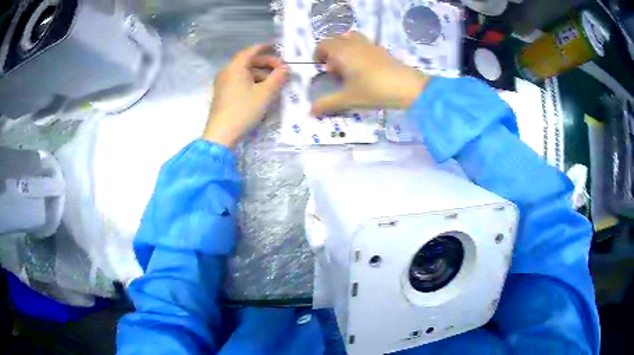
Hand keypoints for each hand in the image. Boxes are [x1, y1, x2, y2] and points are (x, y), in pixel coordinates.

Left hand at [203, 44, 287, 147]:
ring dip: (260, 74)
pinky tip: (262, 91)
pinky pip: (239, 82)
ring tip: (274, 82)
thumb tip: (285, 68)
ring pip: (244, 73)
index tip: (276, 47)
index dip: (264, 48)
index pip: (250, 51)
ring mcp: (223, 84)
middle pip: (248, 62)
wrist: (222, 134)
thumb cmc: (244, 110)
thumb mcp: (265, 93)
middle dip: (265, 63)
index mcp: (235, 67)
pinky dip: (251, 82)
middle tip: (281, 69)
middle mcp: (227, 72)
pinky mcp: (223, 95)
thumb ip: (278, 77)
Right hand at [311, 31, 428, 115]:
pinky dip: (359, 52)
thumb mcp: (348, 99)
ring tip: (349, 67)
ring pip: (352, 39)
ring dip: (345, 49)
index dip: (318, 54)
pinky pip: (365, 45)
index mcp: (342, 51)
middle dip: (331, 52)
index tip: (320, 68)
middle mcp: (354, 44)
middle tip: (334, 70)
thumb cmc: (374, 90)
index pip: (323, 44)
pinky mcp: (382, 51)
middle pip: (337, 39)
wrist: (408, 87)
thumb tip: (310, 112)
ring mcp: (370, 46)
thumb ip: (328, 104)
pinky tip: (365, 70)